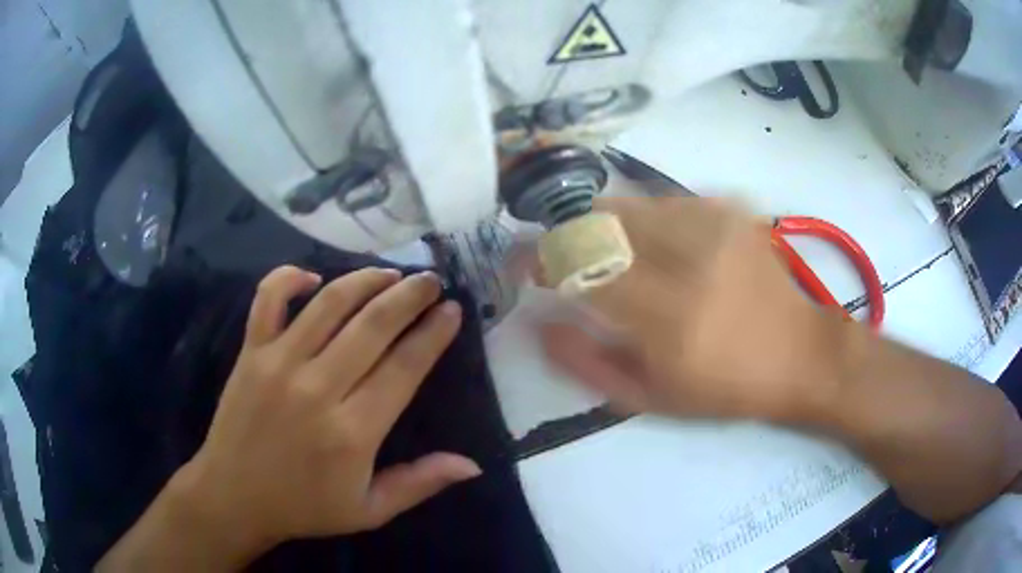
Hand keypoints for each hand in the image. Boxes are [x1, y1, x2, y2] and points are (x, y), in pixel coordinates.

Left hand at [176, 266, 478, 556]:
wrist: (233, 497)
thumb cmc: (304, 508)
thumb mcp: (369, 511)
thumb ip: (420, 483)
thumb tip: (473, 464)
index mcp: (353, 432)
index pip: (404, 367)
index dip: (433, 334)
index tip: (453, 309)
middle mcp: (318, 388)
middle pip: (373, 326)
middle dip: (410, 296)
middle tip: (431, 280)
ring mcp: (279, 364)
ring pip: (329, 304)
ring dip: (365, 280)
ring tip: (390, 273)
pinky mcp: (250, 352)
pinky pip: (268, 299)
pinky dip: (290, 278)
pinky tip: (313, 278)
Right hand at [540, 197, 846, 422]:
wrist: (798, 352)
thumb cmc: (724, 388)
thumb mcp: (649, 397)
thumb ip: (586, 362)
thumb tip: (539, 322)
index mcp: (666, 316)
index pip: (579, 266)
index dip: (542, 260)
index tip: (527, 266)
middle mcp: (688, 258)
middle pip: (600, 220)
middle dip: (569, 235)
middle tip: (568, 258)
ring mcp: (713, 224)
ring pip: (631, 203)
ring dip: (606, 226)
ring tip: (615, 254)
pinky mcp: (730, 210)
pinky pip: (666, 200)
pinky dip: (647, 218)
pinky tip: (659, 244)